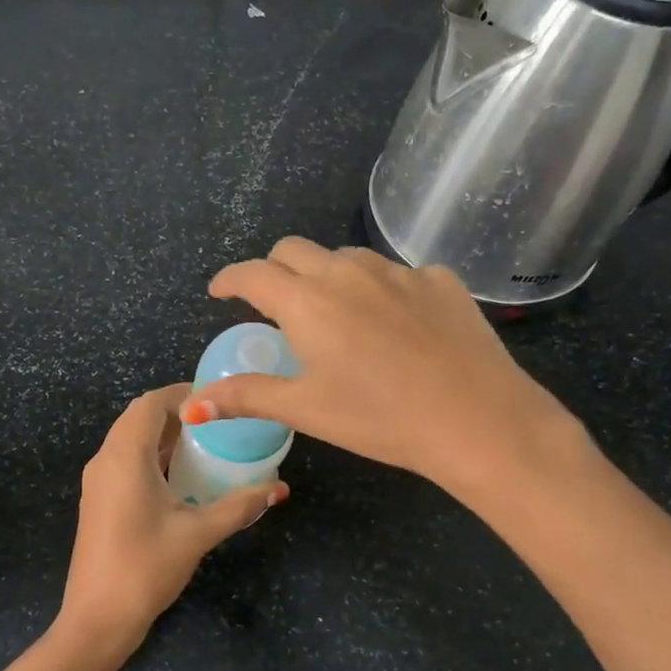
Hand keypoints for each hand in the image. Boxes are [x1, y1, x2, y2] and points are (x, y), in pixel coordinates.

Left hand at [59, 384, 285, 656]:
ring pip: (130, 440)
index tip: (218, 399)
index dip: (182, 394)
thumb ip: (239, 506)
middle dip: (177, 413)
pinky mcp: (99, 500)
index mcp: (125, 456)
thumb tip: (279, 488)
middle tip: (218, 422)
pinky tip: (183, 477)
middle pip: (139, 418)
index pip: (150, 404)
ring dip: (164, 436)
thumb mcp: (198, 534)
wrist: (96, 619)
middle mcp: (105, 459)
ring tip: (207, 444)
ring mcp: (98, 481)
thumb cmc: (145, 567)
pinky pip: (126, 461)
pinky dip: (153, 457)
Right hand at [183, 238, 587, 499]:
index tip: (220, 292)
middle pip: (294, 250)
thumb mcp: (306, 409)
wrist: (478, 420)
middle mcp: (348, 271)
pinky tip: (395, 324)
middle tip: (273, 304)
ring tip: (335, 314)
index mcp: (308, 301)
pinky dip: (379, 289)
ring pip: (346, 257)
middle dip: (273, 270)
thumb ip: (247, 397)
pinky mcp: (440, 280)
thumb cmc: (380, 418)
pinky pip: (396, 273)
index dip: (229, 279)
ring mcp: (399, 270)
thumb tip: (192, 405)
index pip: (253, 273)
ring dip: (327, 276)